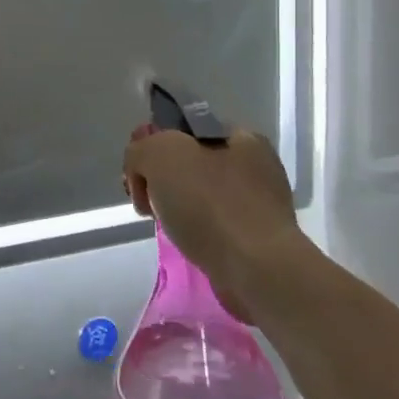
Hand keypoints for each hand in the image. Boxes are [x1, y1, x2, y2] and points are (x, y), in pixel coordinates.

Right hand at [122, 122, 317, 322]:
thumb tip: (141, 168)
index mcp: (241, 136)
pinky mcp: (256, 239)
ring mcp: (258, 204)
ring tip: (163, 224)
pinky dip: (194, 230)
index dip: (153, 146)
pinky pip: (212, 224)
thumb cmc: (209, 203)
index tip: (139, 173)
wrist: (255, 268)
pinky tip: (186, 240)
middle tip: (144, 201)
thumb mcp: (159, 154)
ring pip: (198, 196)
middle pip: (187, 163)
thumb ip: (140, 149)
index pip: (183, 130)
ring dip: (174, 206)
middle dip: (159, 179)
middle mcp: (255, 165)